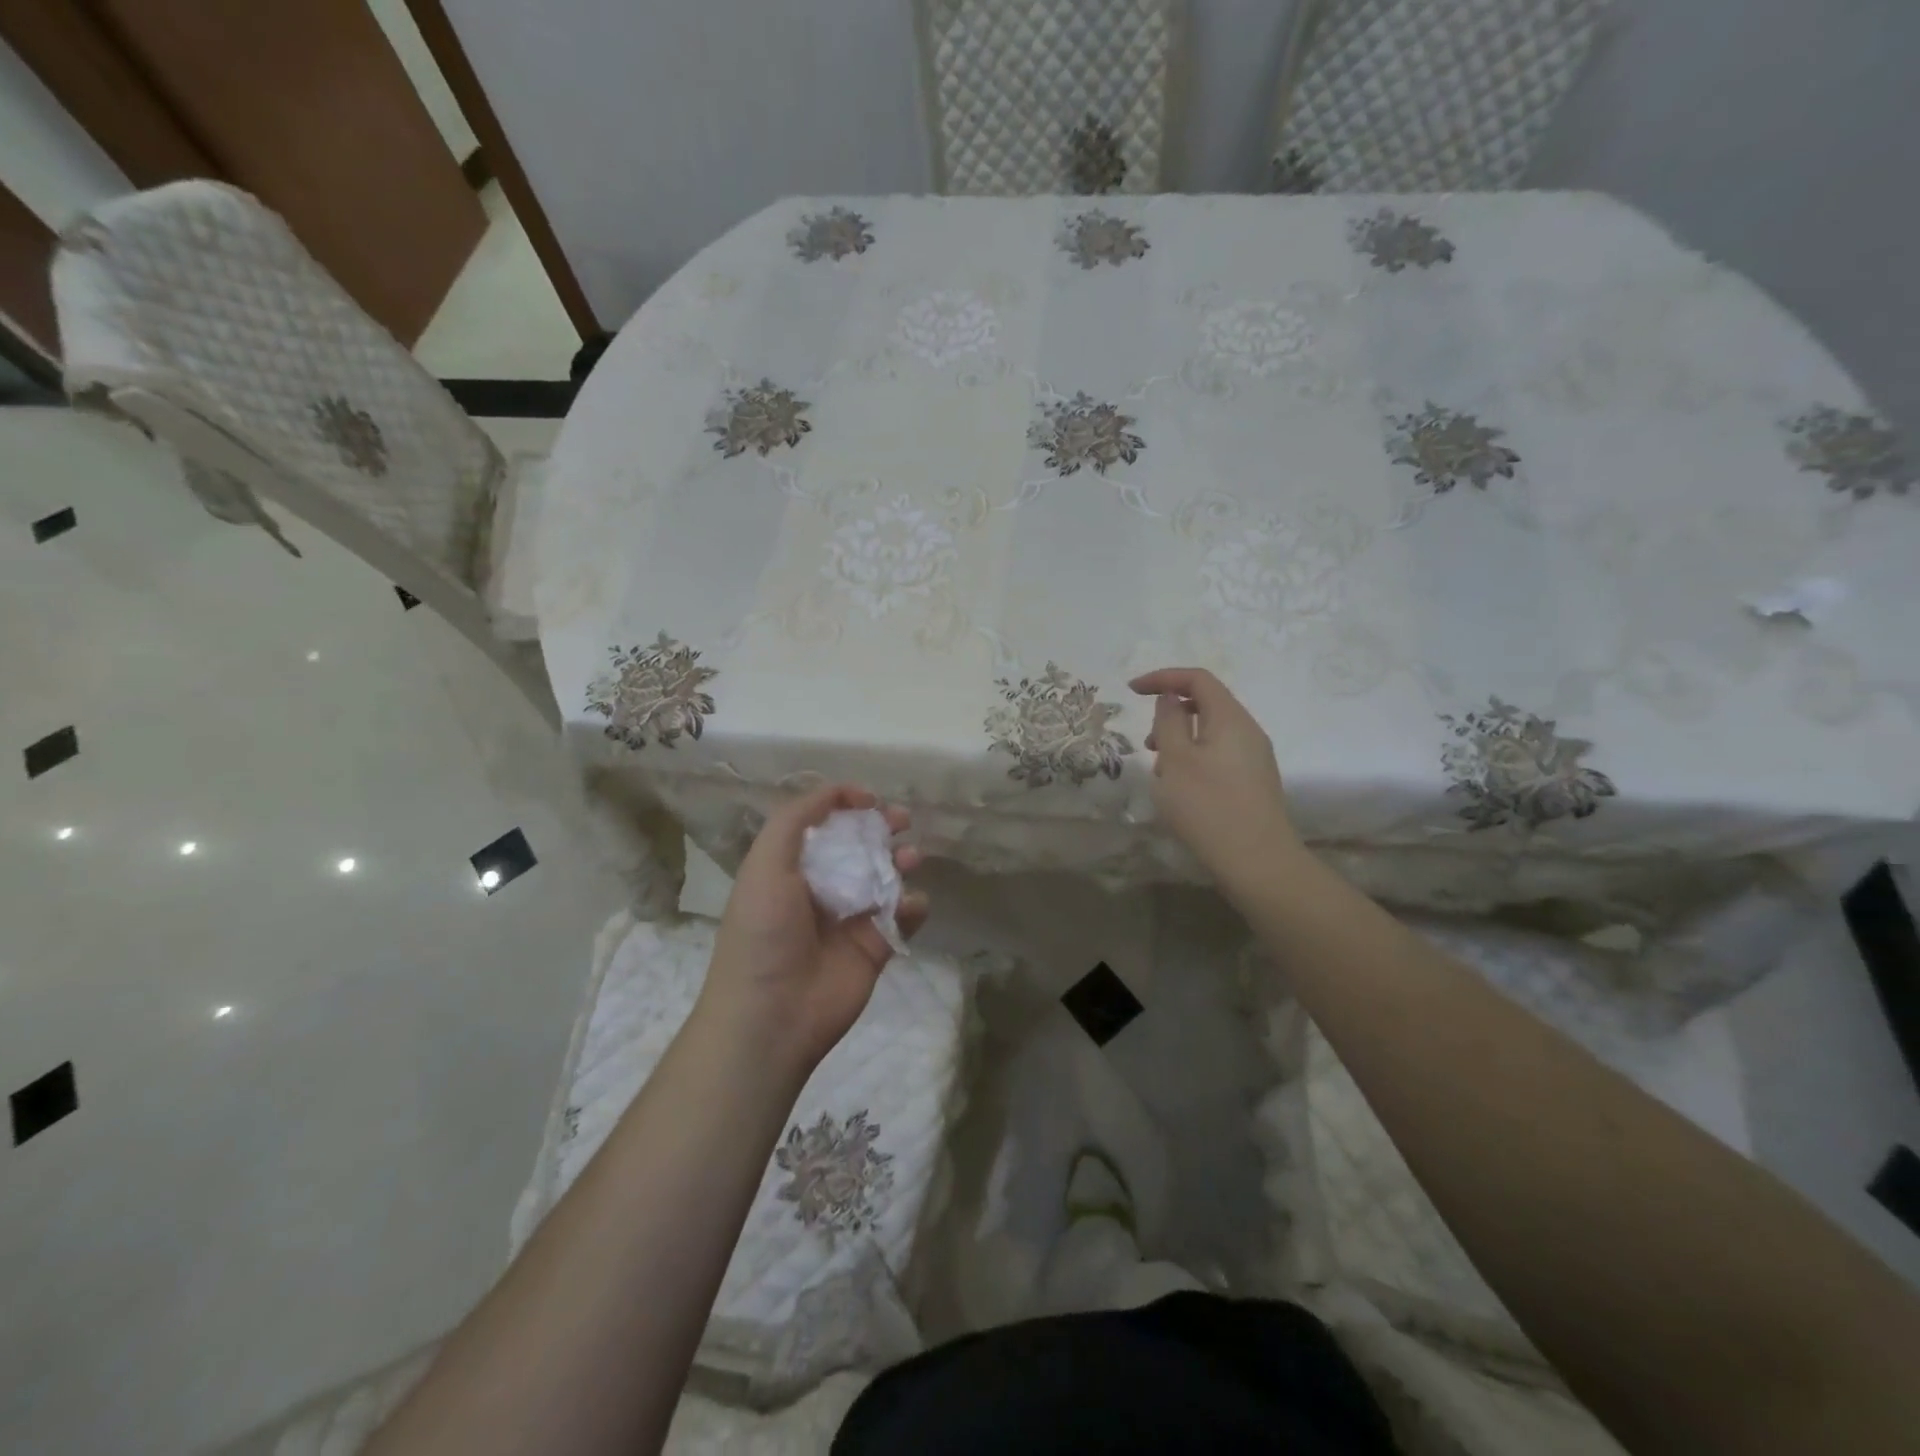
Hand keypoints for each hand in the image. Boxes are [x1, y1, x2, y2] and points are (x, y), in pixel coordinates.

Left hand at [700, 785, 928, 1076]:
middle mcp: (820, 889)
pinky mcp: (875, 947)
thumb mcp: (766, 863)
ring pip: (885, 878)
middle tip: (902, 819)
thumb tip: (840, 792)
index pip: (822, 826)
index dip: (845, 806)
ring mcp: (850, 919)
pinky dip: (912, 905)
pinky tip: (909, 904)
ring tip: (911, 858)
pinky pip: (902, 917)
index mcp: (789, 868)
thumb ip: (797, 819)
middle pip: (859, 847)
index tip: (870, 799)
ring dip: (901, 861)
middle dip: (882, 828)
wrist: (772, 1014)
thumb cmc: (763, 932)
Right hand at [1131, 667, 1300, 895]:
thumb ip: (1169, 721)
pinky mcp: (1253, 782)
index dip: (1163, 678)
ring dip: (1180, 741)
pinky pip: (1219, 756)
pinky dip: (1194, 760)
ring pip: (1211, 733)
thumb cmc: (1208, 805)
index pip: (1198, 679)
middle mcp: (1248, 731)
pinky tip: (1182, 791)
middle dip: (1171, 715)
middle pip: (1207, 705)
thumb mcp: (1175, 759)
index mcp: (1230, 718)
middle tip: (1147, 743)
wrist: (1257, 860)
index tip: (1132, 690)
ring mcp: (1254, 758)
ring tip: (1161, 772)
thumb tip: (1170, 699)